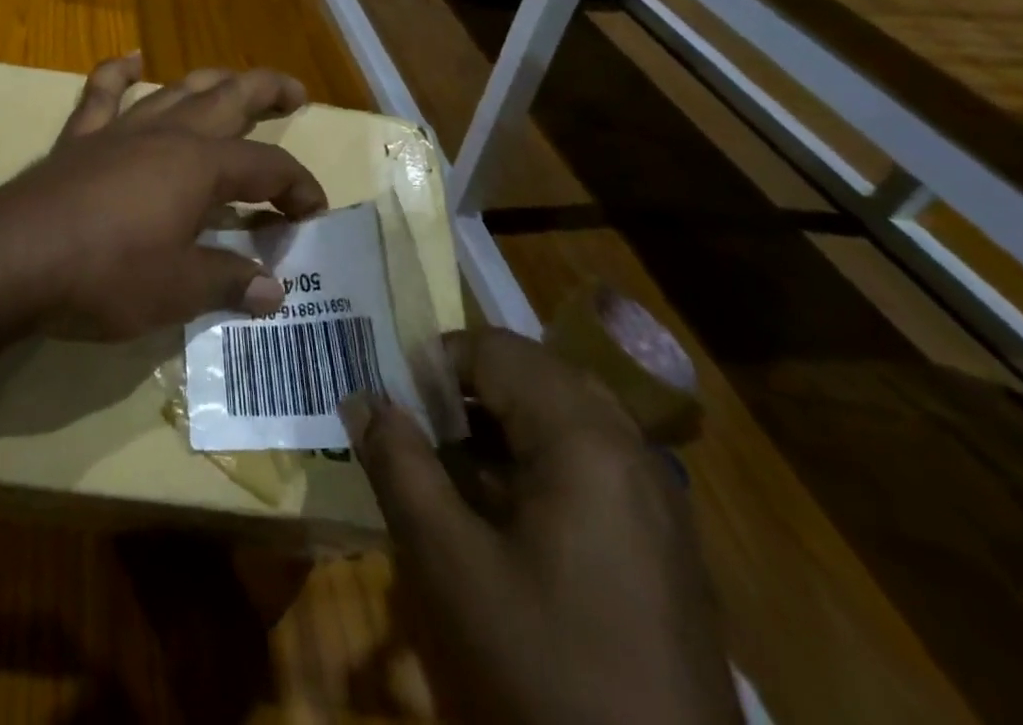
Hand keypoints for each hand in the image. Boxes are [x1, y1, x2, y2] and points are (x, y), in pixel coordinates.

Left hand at [0, 53, 328, 340]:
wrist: (11, 258)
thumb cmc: (105, 274)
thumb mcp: (178, 289)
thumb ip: (229, 282)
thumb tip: (274, 291)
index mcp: (201, 166)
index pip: (267, 167)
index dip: (298, 187)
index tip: (311, 215)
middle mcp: (167, 134)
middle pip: (229, 99)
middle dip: (268, 93)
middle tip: (295, 94)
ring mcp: (121, 130)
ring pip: (177, 89)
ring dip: (210, 81)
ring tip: (233, 81)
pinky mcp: (80, 138)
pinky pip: (103, 92)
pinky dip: (119, 72)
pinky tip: (133, 59)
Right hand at [344, 329, 738, 724]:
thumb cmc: (544, 674)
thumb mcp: (449, 566)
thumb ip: (399, 465)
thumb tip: (362, 398)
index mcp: (585, 438)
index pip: (495, 349)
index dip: (433, 363)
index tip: (394, 408)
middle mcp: (630, 449)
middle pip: (531, 374)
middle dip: (465, 392)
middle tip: (418, 432)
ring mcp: (656, 499)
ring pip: (559, 417)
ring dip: (495, 427)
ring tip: (447, 472)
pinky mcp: (661, 544)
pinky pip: (586, 464)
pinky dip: (531, 464)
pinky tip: (499, 518)